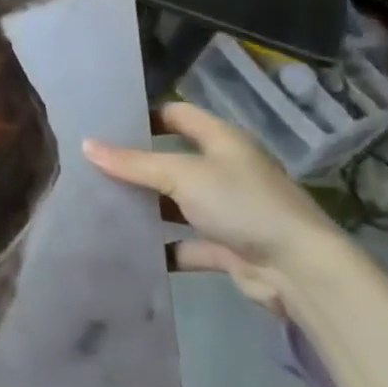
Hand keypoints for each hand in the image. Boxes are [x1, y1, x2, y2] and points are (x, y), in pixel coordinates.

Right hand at [84, 102, 341, 316]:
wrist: (301, 272)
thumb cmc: (242, 204)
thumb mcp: (181, 175)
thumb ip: (133, 164)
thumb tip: (86, 145)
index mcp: (221, 140)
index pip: (177, 114)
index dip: (145, 114)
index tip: (107, 120)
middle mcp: (225, 170)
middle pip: (173, 159)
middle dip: (137, 164)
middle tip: (92, 162)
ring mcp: (228, 211)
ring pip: (177, 203)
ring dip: (147, 206)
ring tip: (101, 202)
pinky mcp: (228, 248)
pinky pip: (186, 243)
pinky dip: (162, 246)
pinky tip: (129, 247)